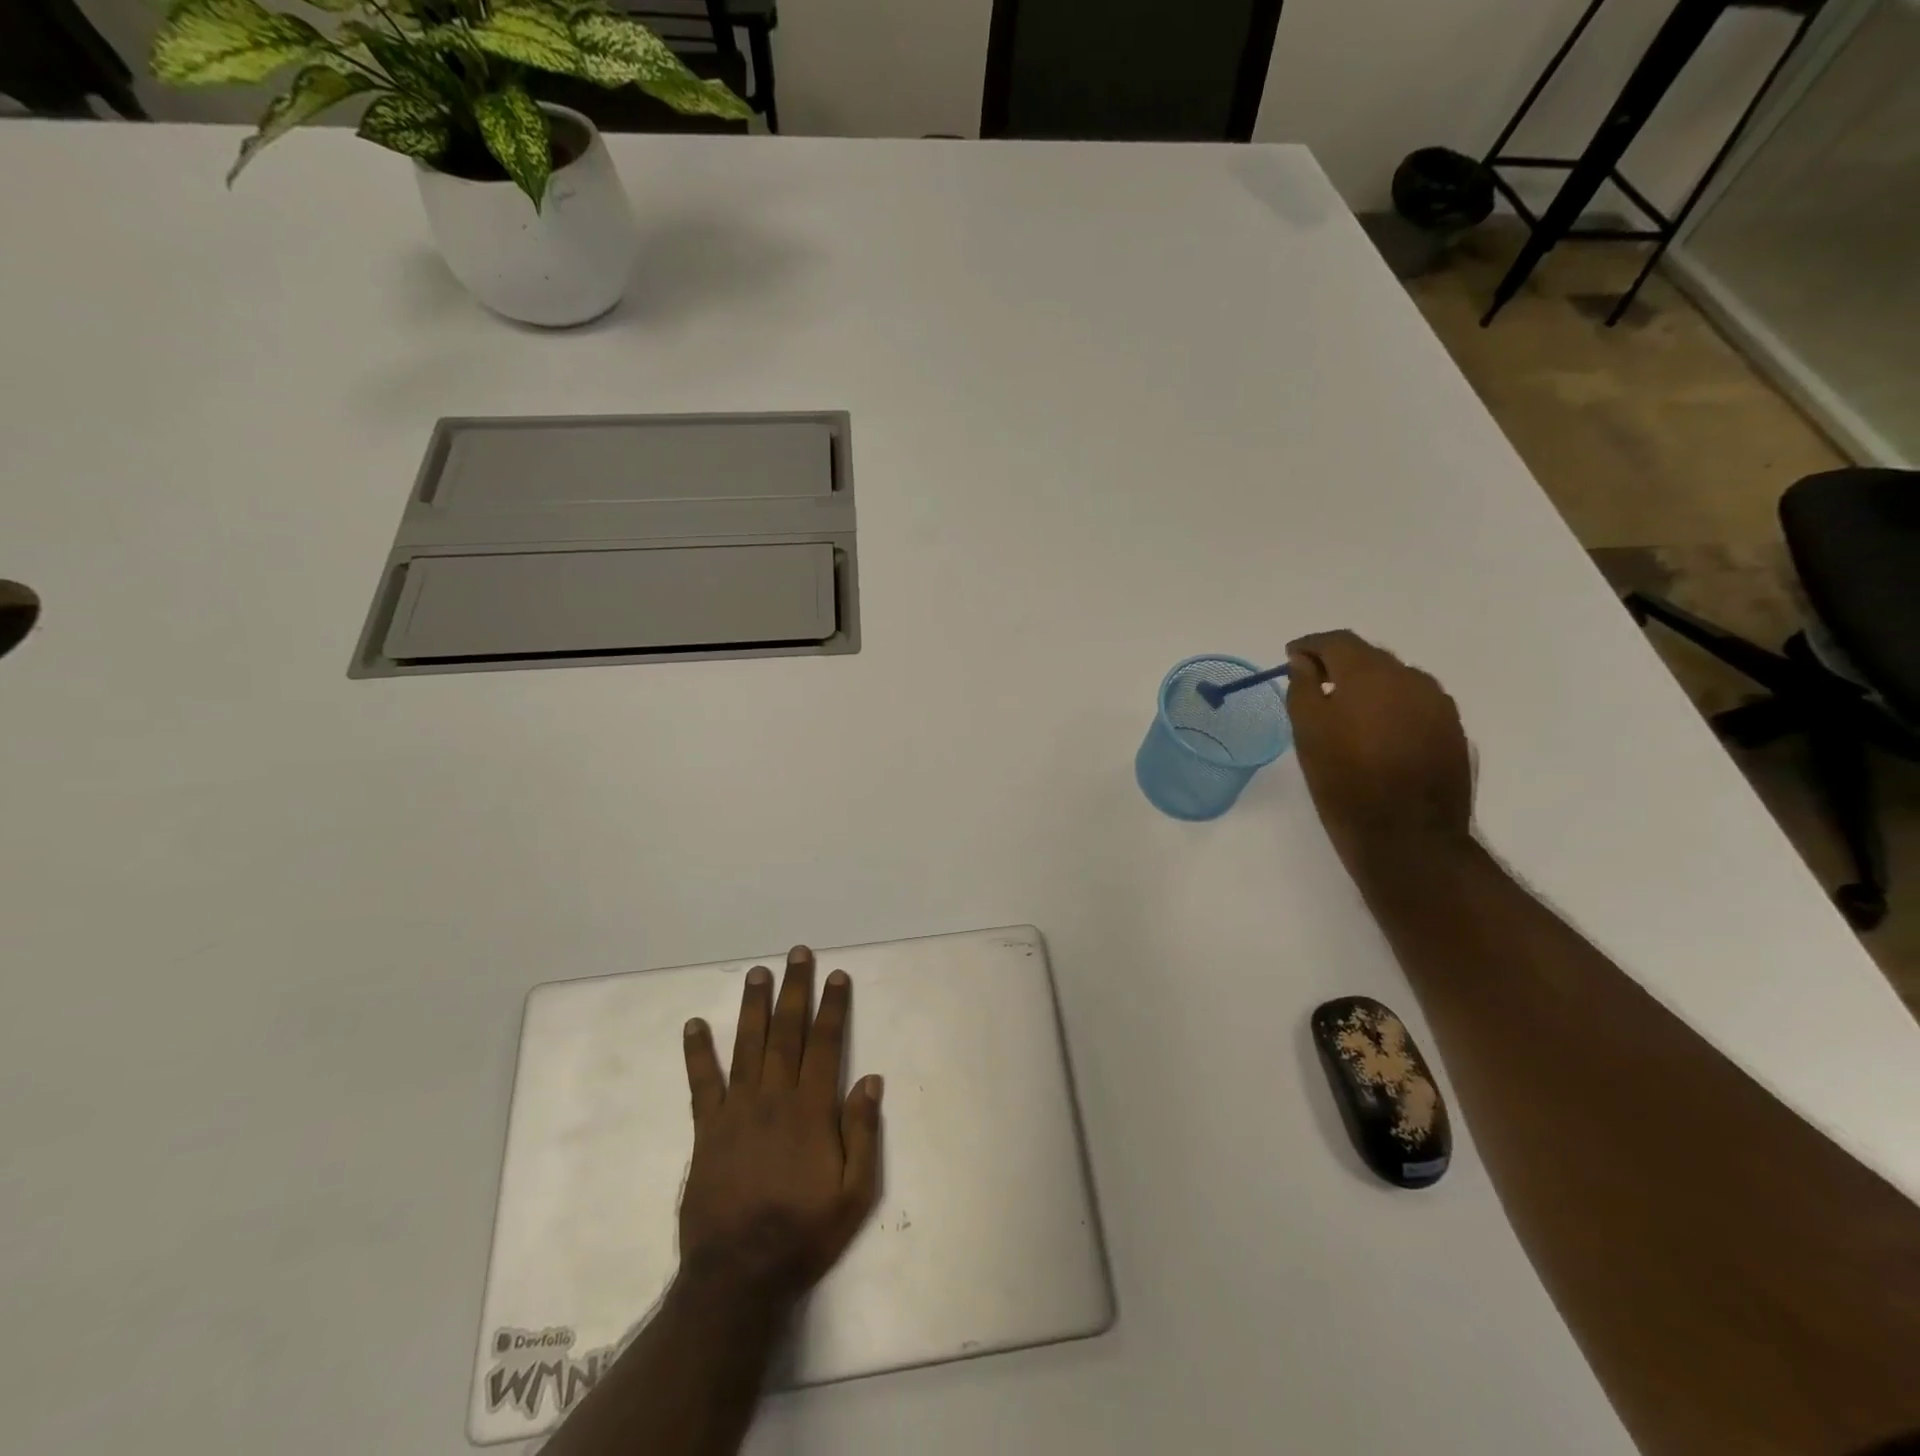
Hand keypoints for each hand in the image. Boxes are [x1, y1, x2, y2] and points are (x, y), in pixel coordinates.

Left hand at [678, 947, 882, 1301]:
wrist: (738, 1277)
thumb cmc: (803, 1235)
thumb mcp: (854, 1195)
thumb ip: (863, 1134)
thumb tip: (870, 1079)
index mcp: (811, 1110)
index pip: (825, 1044)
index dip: (832, 1007)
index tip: (837, 976)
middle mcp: (774, 1098)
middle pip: (787, 1032)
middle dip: (795, 990)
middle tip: (797, 954)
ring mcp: (736, 1111)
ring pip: (748, 1045)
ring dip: (754, 1006)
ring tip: (758, 973)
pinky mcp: (707, 1130)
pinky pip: (702, 1083)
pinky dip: (698, 1053)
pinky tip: (694, 1025)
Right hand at [1286, 630, 1473, 875]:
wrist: (1407, 838)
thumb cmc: (1344, 783)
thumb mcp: (1308, 733)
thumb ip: (1303, 687)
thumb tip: (1304, 660)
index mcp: (1370, 674)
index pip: (1338, 641)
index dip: (1311, 645)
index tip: (1291, 656)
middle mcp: (1411, 678)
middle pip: (1370, 657)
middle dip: (1340, 664)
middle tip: (1315, 684)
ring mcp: (1438, 704)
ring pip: (1396, 680)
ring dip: (1369, 687)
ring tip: (1347, 713)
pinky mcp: (1453, 730)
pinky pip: (1415, 704)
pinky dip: (1392, 708)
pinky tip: (1378, 734)